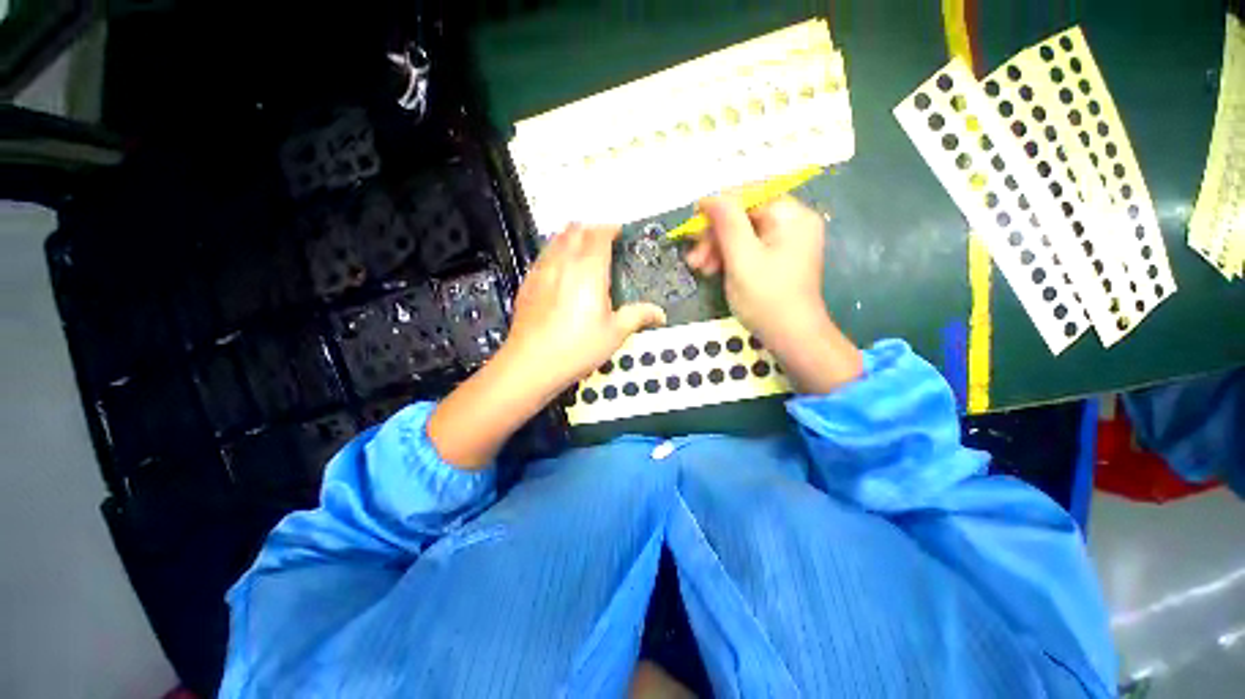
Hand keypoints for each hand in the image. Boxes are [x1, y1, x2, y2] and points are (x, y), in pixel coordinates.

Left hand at [502, 223, 666, 393]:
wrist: (532, 363)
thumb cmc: (578, 347)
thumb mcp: (615, 333)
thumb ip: (638, 316)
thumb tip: (660, 314)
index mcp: (588, 270)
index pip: (599, 235)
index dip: (610, 229)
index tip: (619, 232)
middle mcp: (563, 263)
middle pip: (575, 230)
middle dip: (591, 229)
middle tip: (603, 240)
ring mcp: (541, 271)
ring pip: (555, 239)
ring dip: (571, 237)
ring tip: (582, 249)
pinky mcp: (527, 284)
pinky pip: (543, 256)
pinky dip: (555, 252)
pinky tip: (560, 270)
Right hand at [685, 195, 862, 392]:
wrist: (792, 338)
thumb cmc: (767, 298)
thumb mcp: (742, 258)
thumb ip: (726, 222)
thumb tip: (708, 196)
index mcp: (791, 215)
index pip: (748, 196)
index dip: (717, 208)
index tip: (693, 228)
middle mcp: (792, 222)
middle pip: (744, 216)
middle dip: (715, 235)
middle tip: (693, 258)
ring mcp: (786, 242)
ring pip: (743, 234)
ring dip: (717, 248)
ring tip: (699, 269)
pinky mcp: (778, 259)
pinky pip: (749, 248)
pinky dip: (729, 258)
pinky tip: (713, 270)